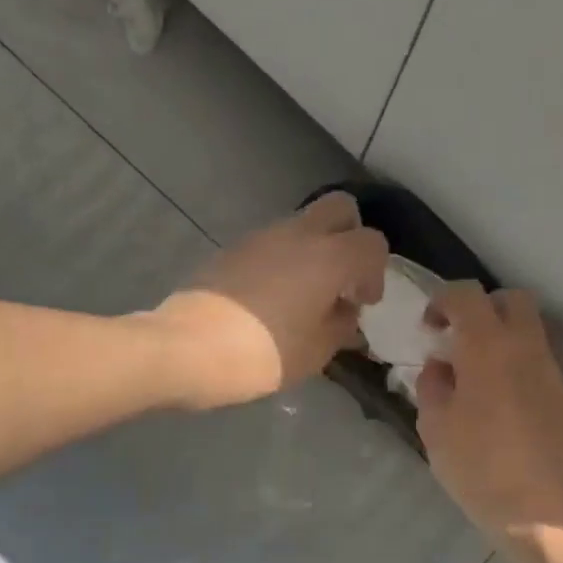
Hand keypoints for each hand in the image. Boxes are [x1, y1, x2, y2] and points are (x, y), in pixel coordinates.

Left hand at [151, 192, 388, 409]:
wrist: (187, 348)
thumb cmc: (263, 353)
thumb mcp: (316, 351)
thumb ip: (340, 325)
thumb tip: (344, 311)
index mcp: (328, 257)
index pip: (372, 242)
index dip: (375, 272)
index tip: (362, 302)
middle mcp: (298, 234)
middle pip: (340, 209)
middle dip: (350, 236)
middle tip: (342, 278)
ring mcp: (261, 237)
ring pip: (303, 224)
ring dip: (314, 250)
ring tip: (304, 296)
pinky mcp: (233, 249)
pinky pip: (273, 243)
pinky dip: (284, 260)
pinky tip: (272, 299)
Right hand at [414, 284, 562, 540]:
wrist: (542, 510)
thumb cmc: (478, 466)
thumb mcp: (435, 426)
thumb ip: (432, 386)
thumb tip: (440, 367)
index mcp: (487, 346)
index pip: (467, 295)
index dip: (443, 301)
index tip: (429, 328)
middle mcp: (525, 346)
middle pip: (511, 299)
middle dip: (482, 308)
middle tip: (459, 338)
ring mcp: (550, 370)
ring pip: (530, 328)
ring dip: (502, 335)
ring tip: (478, 372)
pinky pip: (539, 359)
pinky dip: (518, 361)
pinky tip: (501, 398)